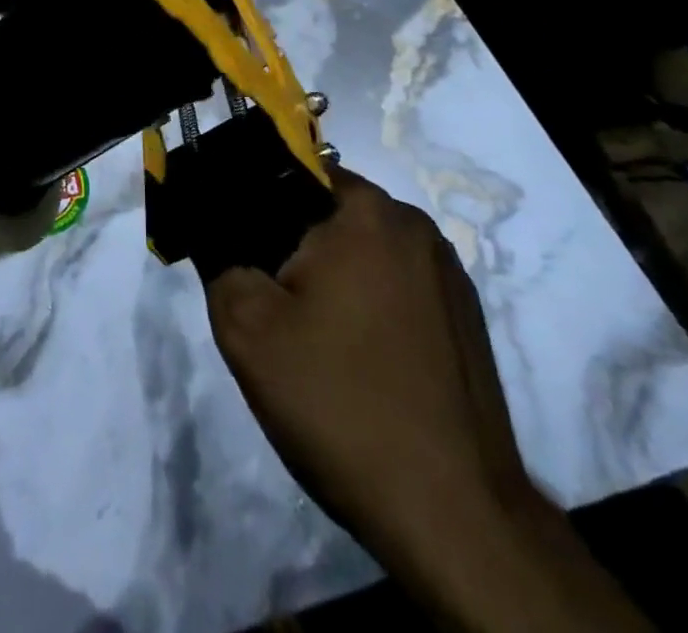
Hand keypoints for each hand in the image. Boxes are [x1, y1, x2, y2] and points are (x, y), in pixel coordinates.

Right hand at [206, 167, 528, 544]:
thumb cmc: (341, 403)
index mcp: (367, 212)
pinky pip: (398, 287)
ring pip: (364, 252)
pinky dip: (369, 305)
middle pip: (329, 213)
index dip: (255, 203)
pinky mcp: (466, 320)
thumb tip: (221, 238)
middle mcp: (415, 227)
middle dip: (292, 246)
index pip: (294, 170)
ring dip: (332, 278)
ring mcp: (449, 275)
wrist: (454, 517)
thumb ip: (221, 262)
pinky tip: (356, 361)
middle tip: (270, 304)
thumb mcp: (248, 330)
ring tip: (312, 339)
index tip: (239, 249)